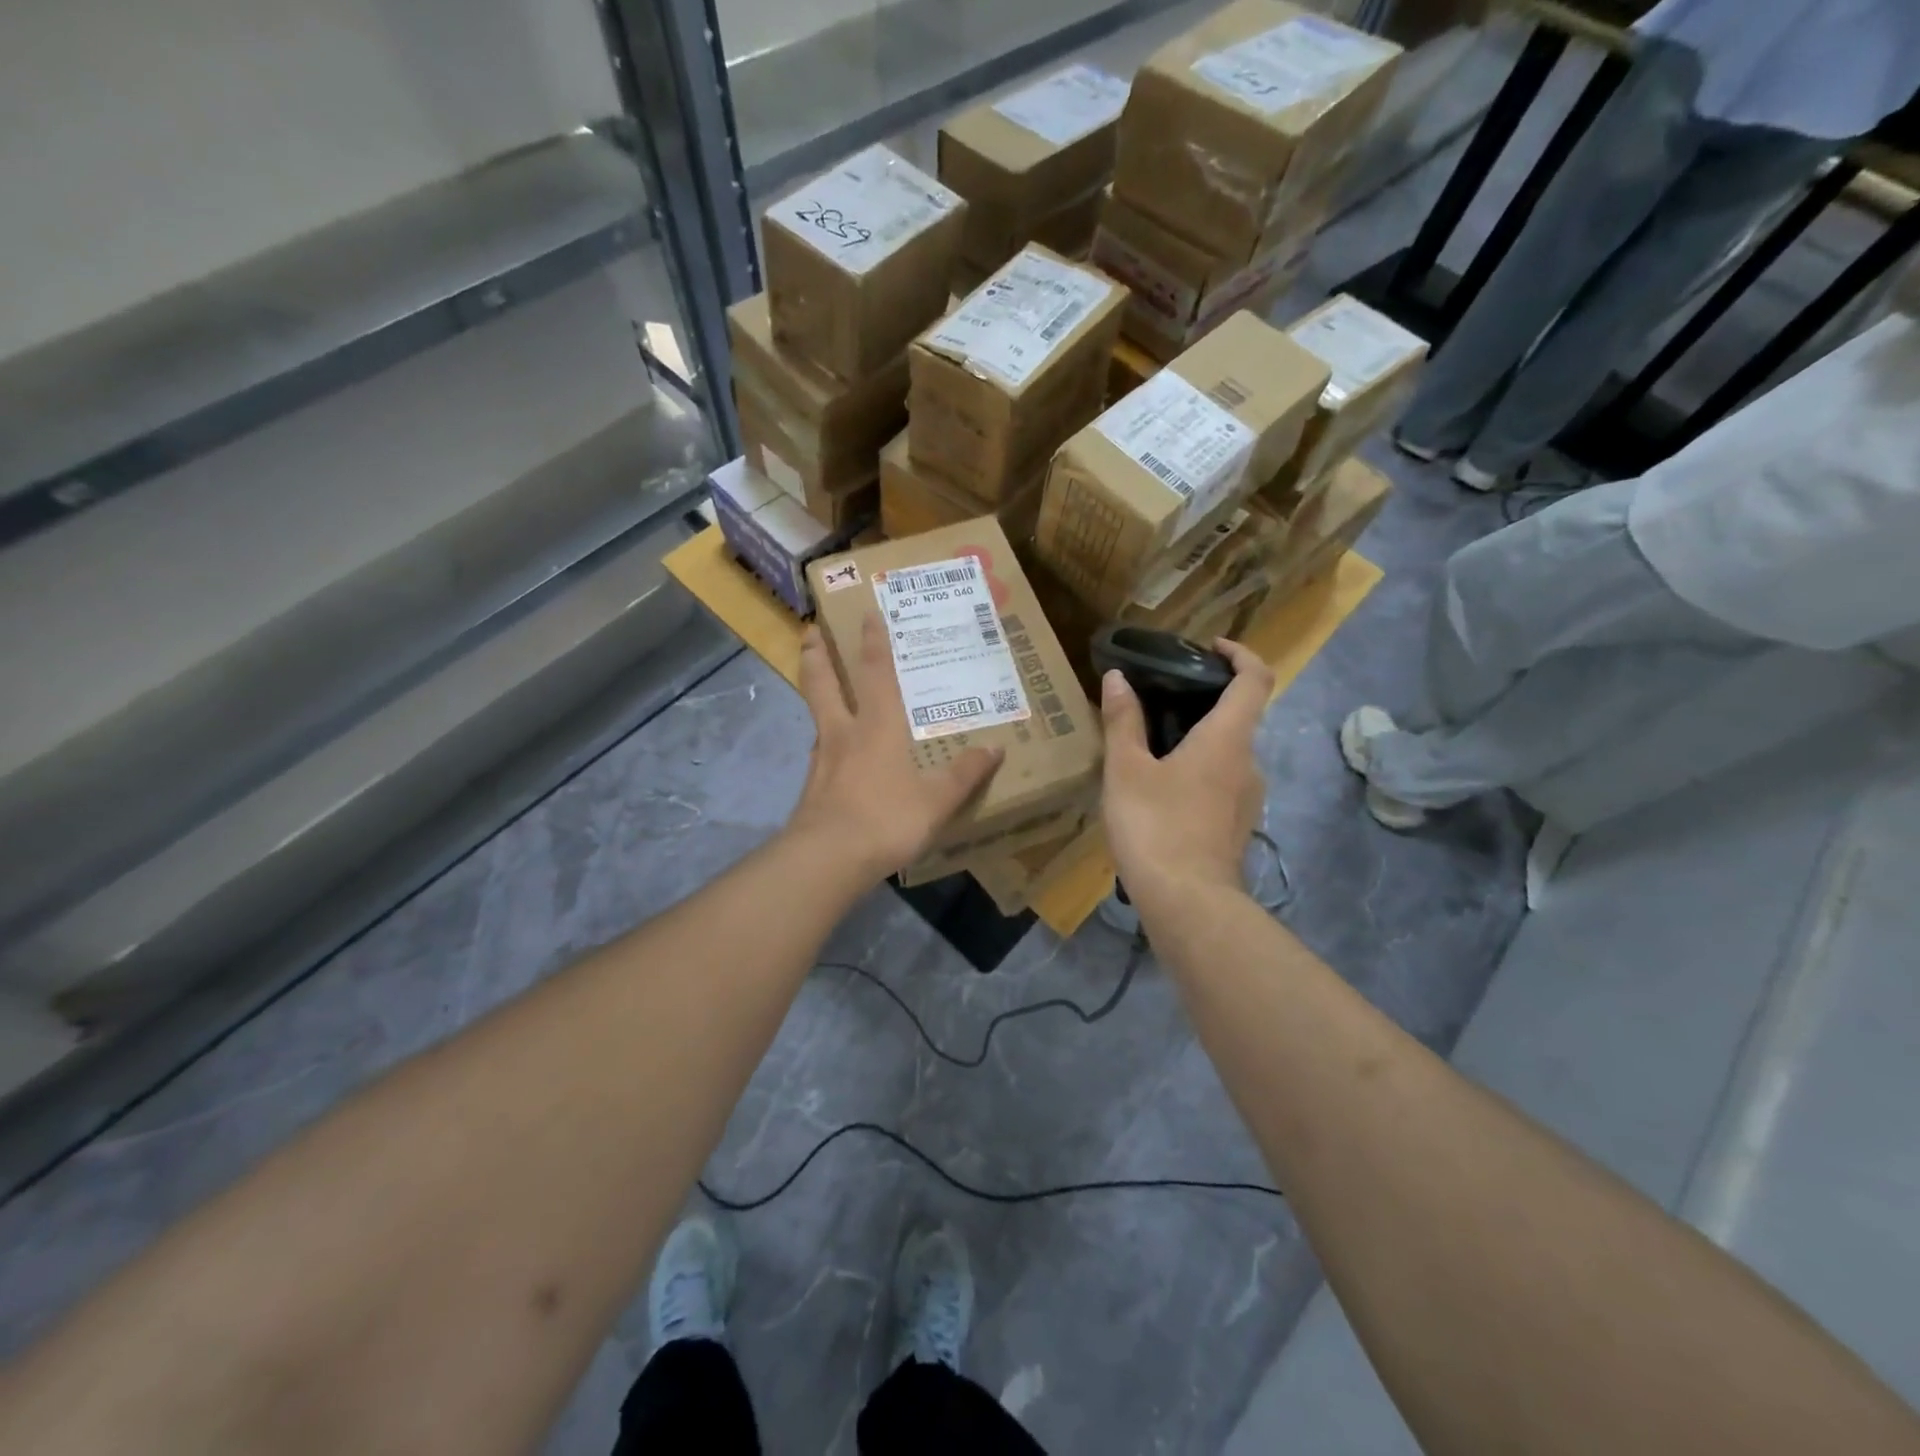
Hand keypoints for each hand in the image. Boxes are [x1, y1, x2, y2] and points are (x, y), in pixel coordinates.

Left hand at [786, 616, 1002, 882]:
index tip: (866, 612)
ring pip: (815, 715)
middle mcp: (844, 733)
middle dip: (818, 655)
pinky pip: (818, 753)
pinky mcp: (811, 788)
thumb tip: (996, 748)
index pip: (875, 673)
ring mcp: (822, 760)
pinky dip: (822, 741)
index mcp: (878, 727)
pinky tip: (829, 753)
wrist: (828, 858)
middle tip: (811, 630)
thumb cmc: (886, 819)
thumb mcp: (937, 800)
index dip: (873, 641)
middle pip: (823, 683)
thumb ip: (965, 774)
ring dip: (814, 693)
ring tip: (817, 686)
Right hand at [1100, 639, 1271, 907]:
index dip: (1240, 654)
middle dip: (1205, 700)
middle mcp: (1248, 762)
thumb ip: (1123, 721)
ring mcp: (1247, 798)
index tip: (1211, 647)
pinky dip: (1199, 769)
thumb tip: (1119, 677)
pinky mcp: (1237, 825)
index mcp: (1228, 739)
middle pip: (1239, 716)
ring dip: (1199, 739)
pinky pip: (1222, 782)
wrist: (1188, 903)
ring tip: (1151, 745)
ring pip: (1228, 753)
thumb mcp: (1126, 770)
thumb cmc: (1156, 826)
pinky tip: (1160, 788)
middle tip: (1160, 698)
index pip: (1255, 679)